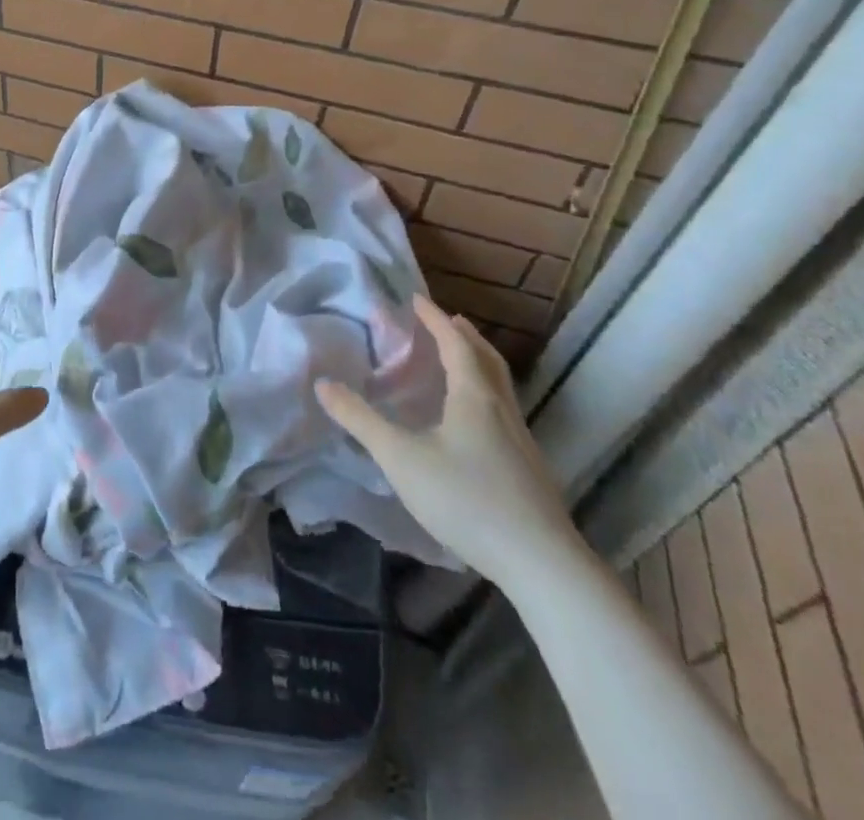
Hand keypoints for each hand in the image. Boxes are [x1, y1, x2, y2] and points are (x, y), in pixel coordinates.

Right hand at [316, 293, 580, 588]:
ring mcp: (521, 441)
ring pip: (500, 387)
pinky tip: (475, 422)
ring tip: (460, 361)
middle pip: (487, 359)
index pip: (454, 343)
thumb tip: (322, 384)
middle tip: (446, 321)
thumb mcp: (401, 458)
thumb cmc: (466, 498)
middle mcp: (502, 409)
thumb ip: (360, 420)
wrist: (541, 564)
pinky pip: (504, 412)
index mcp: (474, 396)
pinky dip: (486, 394)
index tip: (416, 299)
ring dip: (479, 364)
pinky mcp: (529, 469)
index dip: (434, 319)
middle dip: (465, 336)